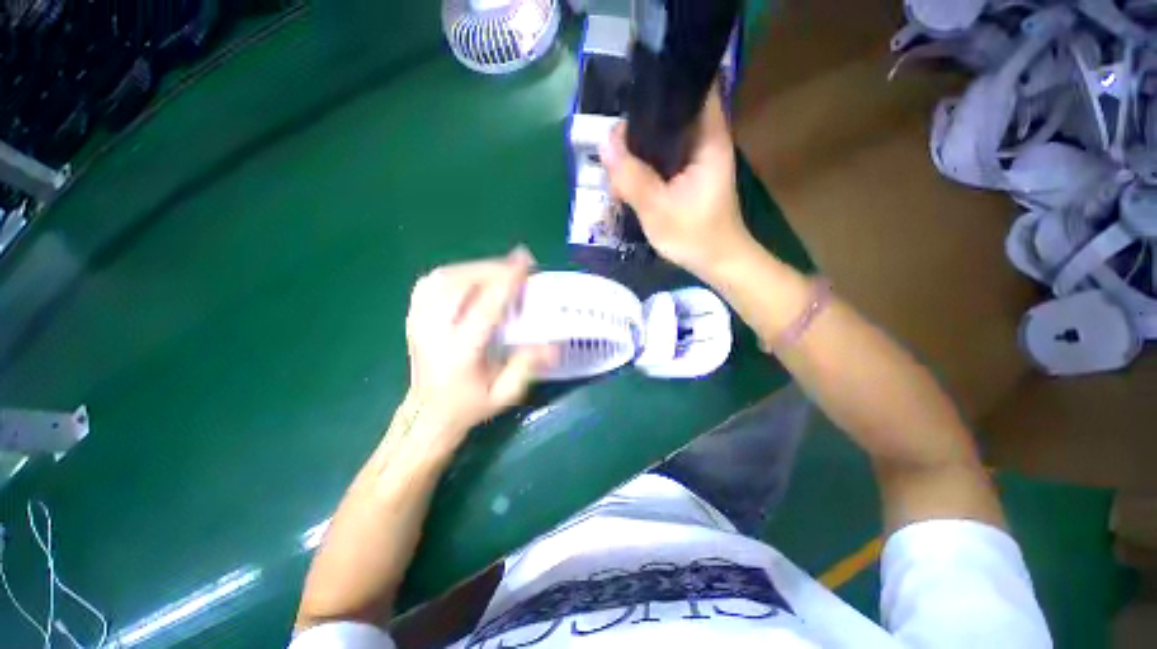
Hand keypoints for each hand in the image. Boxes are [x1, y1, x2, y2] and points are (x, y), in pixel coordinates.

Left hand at [403, 247, 555, 439]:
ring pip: (443, 277)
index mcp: (460, 353)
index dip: (506, 280)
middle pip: (460, 283)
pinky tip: (471, 277)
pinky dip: (455, 272)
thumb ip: (527, 366)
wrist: (428, 413)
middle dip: (492, 268)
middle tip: (517, 266)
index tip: (525, 260)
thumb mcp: (505, 393)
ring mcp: (418, 321)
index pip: (485, 306)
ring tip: (498, 271)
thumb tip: (554, 344)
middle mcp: (434, 331)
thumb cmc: (469, 405)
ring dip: (475, 268)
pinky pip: (431, 282)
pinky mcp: (413, 315)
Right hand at [600, 89, 755, 279]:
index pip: (693, 88)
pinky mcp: (686, 176)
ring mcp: (695, 159)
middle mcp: (704, 141)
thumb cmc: (694, 236)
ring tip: (615, 168)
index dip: (664, 82)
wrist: (716, 262)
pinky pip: (661, 160)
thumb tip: (604, 142)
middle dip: (638, 126)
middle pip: (669, 114)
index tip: (632, 92)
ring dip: (637, 151)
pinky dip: (643, 166)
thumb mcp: (657, 209)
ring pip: (662, 139)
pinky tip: (626, 181)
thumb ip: (631, 177)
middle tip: (612, 146)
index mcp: (708, 139)